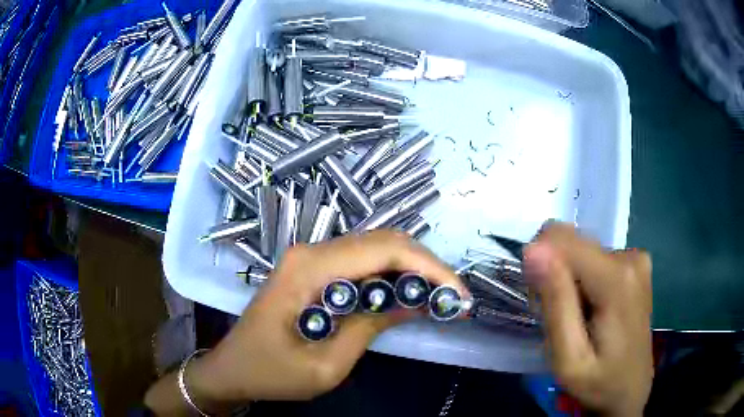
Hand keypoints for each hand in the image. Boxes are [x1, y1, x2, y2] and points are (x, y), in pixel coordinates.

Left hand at [146, 230, 467, 414]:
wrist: (231, 368)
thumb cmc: (270, 373)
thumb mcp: (326, 366)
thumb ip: (370, 327)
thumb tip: (414, 303)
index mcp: (310, 269)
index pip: (385, 250)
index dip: (430, 268)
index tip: (457, 295)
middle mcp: (311, 251)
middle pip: (383, 242)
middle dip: (426, 266)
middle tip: (452, 297)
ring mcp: (310, 257)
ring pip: (375, 248)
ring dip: (411, 269)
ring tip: (437, 297)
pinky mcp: (312, 269)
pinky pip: (360, 262)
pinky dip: (390, 275)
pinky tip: (406, 296)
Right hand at [523, 222, 652, 416]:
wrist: (630, 389)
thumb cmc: (598, 382)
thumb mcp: (568, 357)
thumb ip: (555, 303)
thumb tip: (534, 249)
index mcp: (617, 277)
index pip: (560, 239)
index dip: (540, 267)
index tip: (540, 304)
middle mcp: (630, 256)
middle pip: (571, 242)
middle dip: (553, 275)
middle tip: (558, 318)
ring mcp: (636, 258)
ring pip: (580, 250)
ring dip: (567, 280)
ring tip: (575, 319)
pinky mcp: (635, 263)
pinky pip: (593, 257)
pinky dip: (582, 280)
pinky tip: (589, 309)